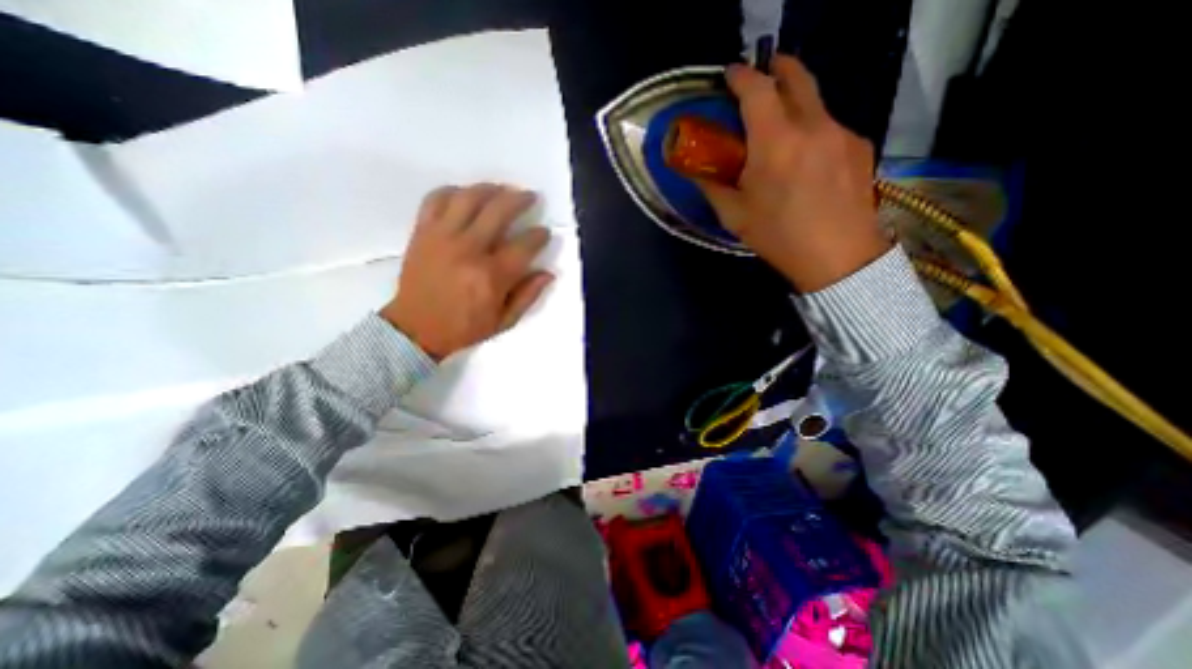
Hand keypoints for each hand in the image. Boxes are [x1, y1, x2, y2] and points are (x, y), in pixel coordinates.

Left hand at [378, 183, 551, 359]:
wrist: (416, 329)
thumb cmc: (464, 327)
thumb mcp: (504, 321)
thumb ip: (528, 296)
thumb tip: (548, 273)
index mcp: (491, 276)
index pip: (524, 246)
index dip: (539, 236)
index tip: (544, 232)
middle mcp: (469, 250)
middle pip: (499, 211)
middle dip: (520, 200)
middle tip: (530, 197)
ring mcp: (442, 237)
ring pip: (469, 197)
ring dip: (490, 189)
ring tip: (502, 189)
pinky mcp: (422, 232)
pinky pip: (436, 199)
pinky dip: (453, 191)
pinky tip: (465, 195)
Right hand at [701, 54, 887, 289]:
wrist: (838, 258)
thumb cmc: (779, 237)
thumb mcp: (735, 216)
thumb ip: (713, 187)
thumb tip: (696, 171)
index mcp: (775, 142)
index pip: (757, 89)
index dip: (741, 76)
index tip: (730, 75)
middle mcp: (812, 125)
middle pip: (797, 76)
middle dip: (777, 67)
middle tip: (762, 75)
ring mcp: (842, 132)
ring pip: (816, 102)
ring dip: (795, 104)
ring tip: (782, 130)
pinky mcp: (860, 146)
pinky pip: (831, 126)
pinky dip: (813, 131)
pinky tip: (808, 160)